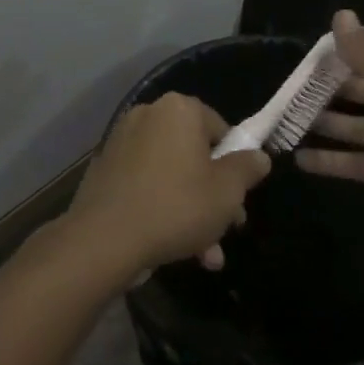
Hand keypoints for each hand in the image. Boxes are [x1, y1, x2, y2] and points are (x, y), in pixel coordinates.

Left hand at [66, 93, 271, 279]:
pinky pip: (146, 183)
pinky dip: (162, 207)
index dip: (235, 165)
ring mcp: (122, 141)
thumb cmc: (177, 206)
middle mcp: (148, 115)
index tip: (240, 197)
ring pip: (171, 174)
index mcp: (179, 109)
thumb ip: (247, 168)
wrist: (105, 238)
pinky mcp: (105, 168)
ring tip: (206, 255)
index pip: (221, 130)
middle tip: (228, 228)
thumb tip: (259, 156)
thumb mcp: (227, 192)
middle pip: (194, 154)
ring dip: (192, 211)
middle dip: (214, 195)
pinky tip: (176, 248)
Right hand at [296, 11, 363, 231]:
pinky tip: (300, 159)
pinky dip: (331, 161)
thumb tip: (340, 14)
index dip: (353, 50)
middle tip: (294, 86)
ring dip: (327, 124)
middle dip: (333, 88)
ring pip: (359, 126)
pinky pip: (358, 162)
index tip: (318, 52)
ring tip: (289, 119)